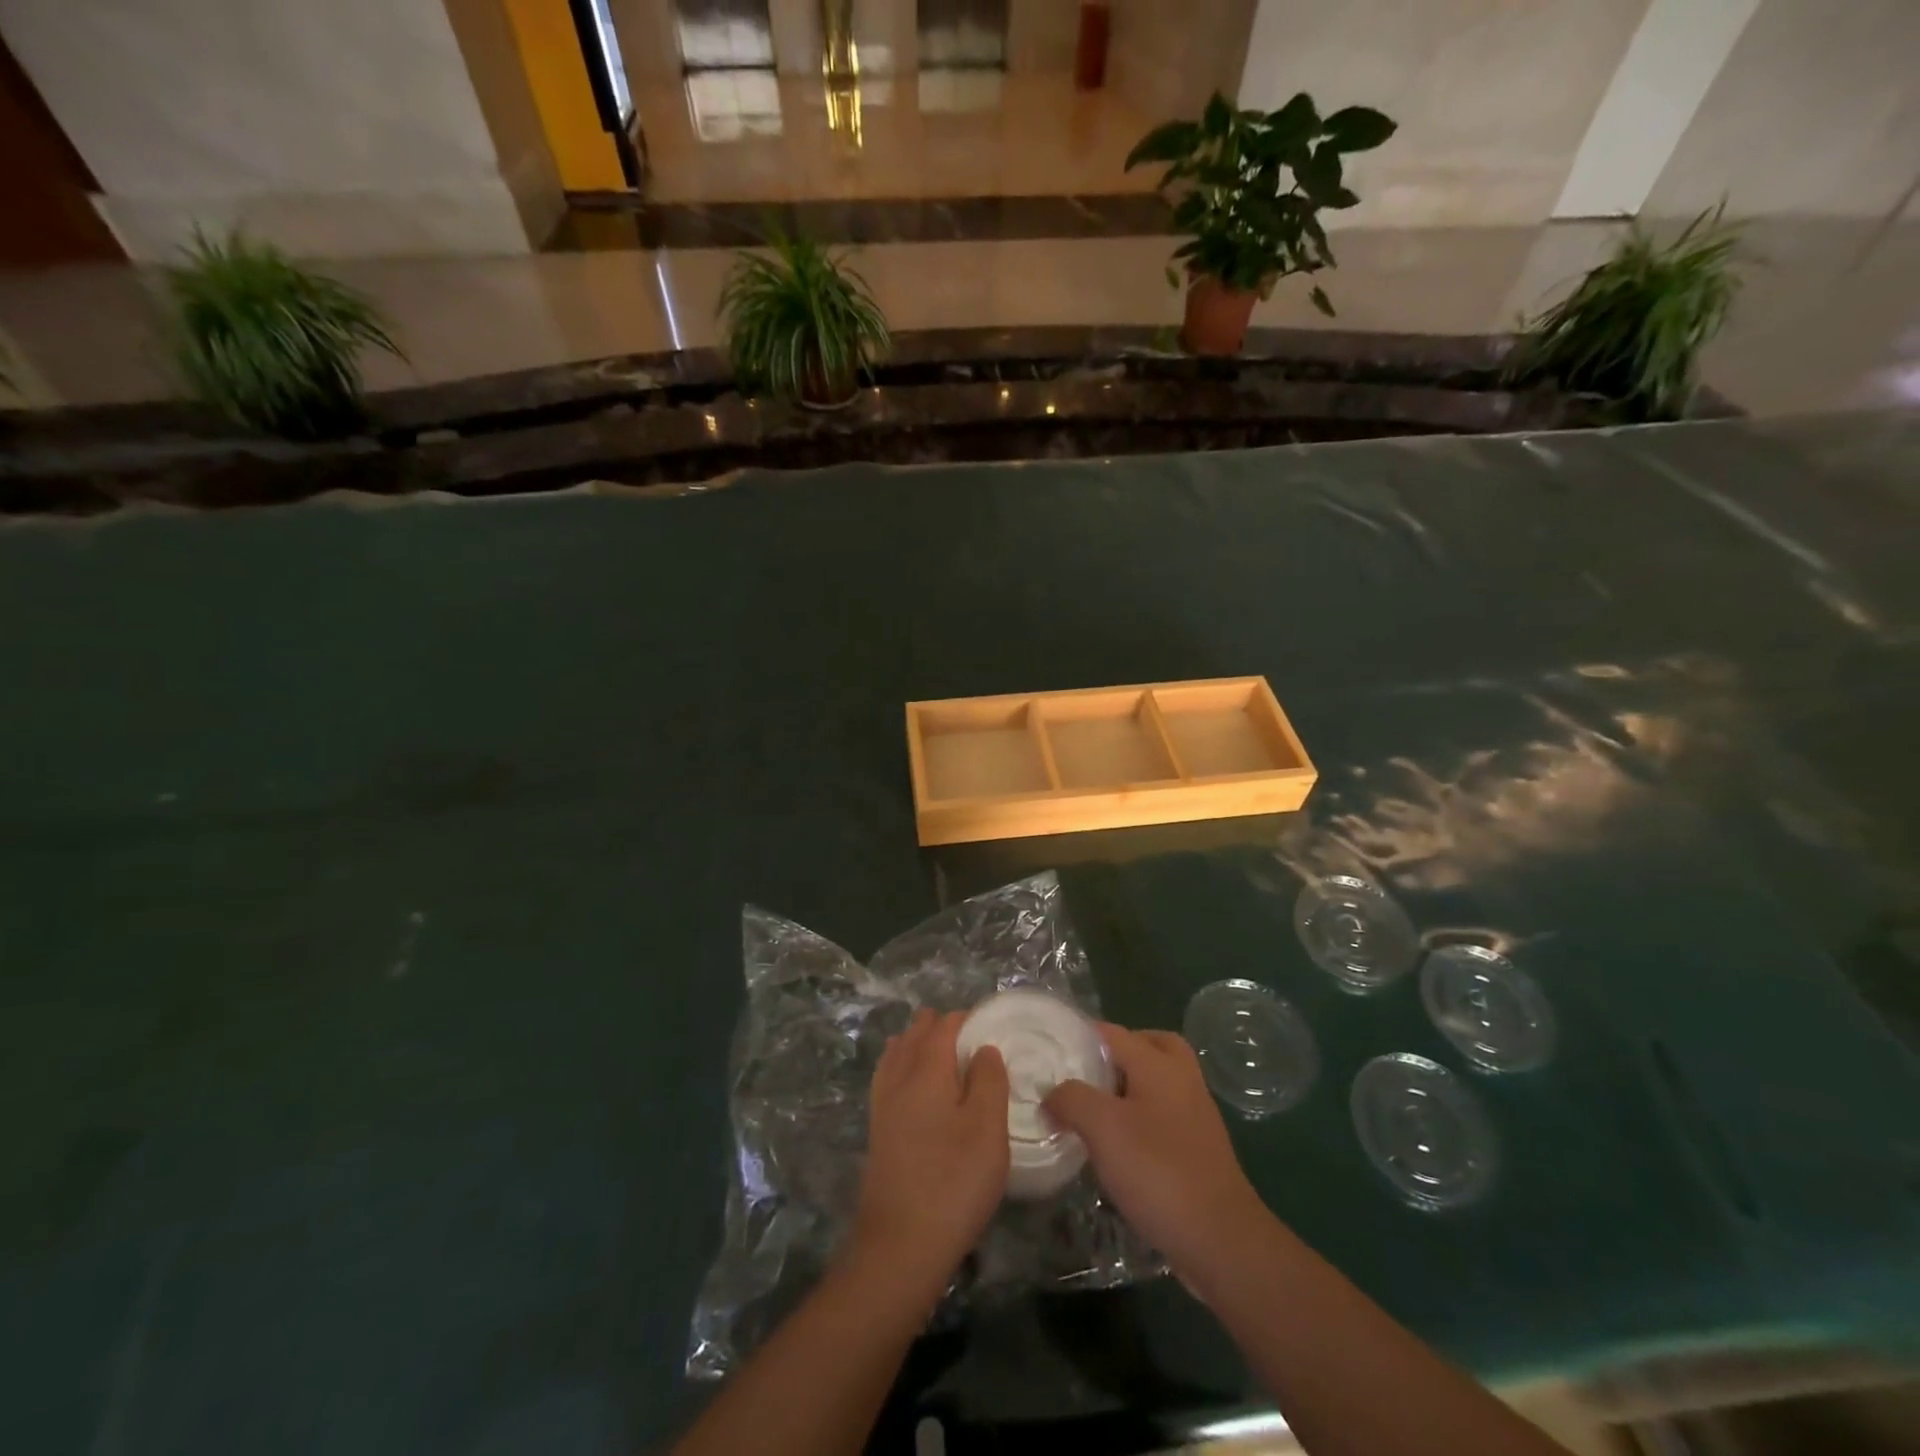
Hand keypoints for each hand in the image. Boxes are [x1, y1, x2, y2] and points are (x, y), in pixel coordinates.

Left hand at [852, 1009, 1009, 1283]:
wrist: (900, 1245)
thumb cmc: (954, 1182)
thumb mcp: (988, 1130)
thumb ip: (989, 1081)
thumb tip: (984, 1048)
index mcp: (926, 1071)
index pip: (942, 1028)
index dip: (963, 1019)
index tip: (985, 1021)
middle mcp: (899, 1080)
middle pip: (914, 1037)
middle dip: (935, 1025)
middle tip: (963, 1029)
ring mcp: (883, 1106)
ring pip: (896, 1056)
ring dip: (914, 1042)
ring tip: (932, 1041)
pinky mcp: (877, 1131)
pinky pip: (887, 1078)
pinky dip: (899, 1064)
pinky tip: (908, 1081)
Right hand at [1043, 1025, 1267, 1283]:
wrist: (1221, 1239)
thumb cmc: (1158, 1171)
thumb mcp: (1102, 1128)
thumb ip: (1071, 1099)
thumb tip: (1051, 1094)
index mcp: (1158, 1064)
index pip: (1113, 1032)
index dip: (1080, 1038)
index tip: (1050, 1055)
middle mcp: (1182, 1079)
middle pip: (1150, 1045)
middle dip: (1118, 1053)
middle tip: (1088, 1074)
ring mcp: (1197, 1114)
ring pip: (1160, 1081)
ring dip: (1132, 1087)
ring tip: (1098, 1112)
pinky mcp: (1201, 1148)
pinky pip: (1167, 1114)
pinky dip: (1145, 1117)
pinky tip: (1122, 1147)